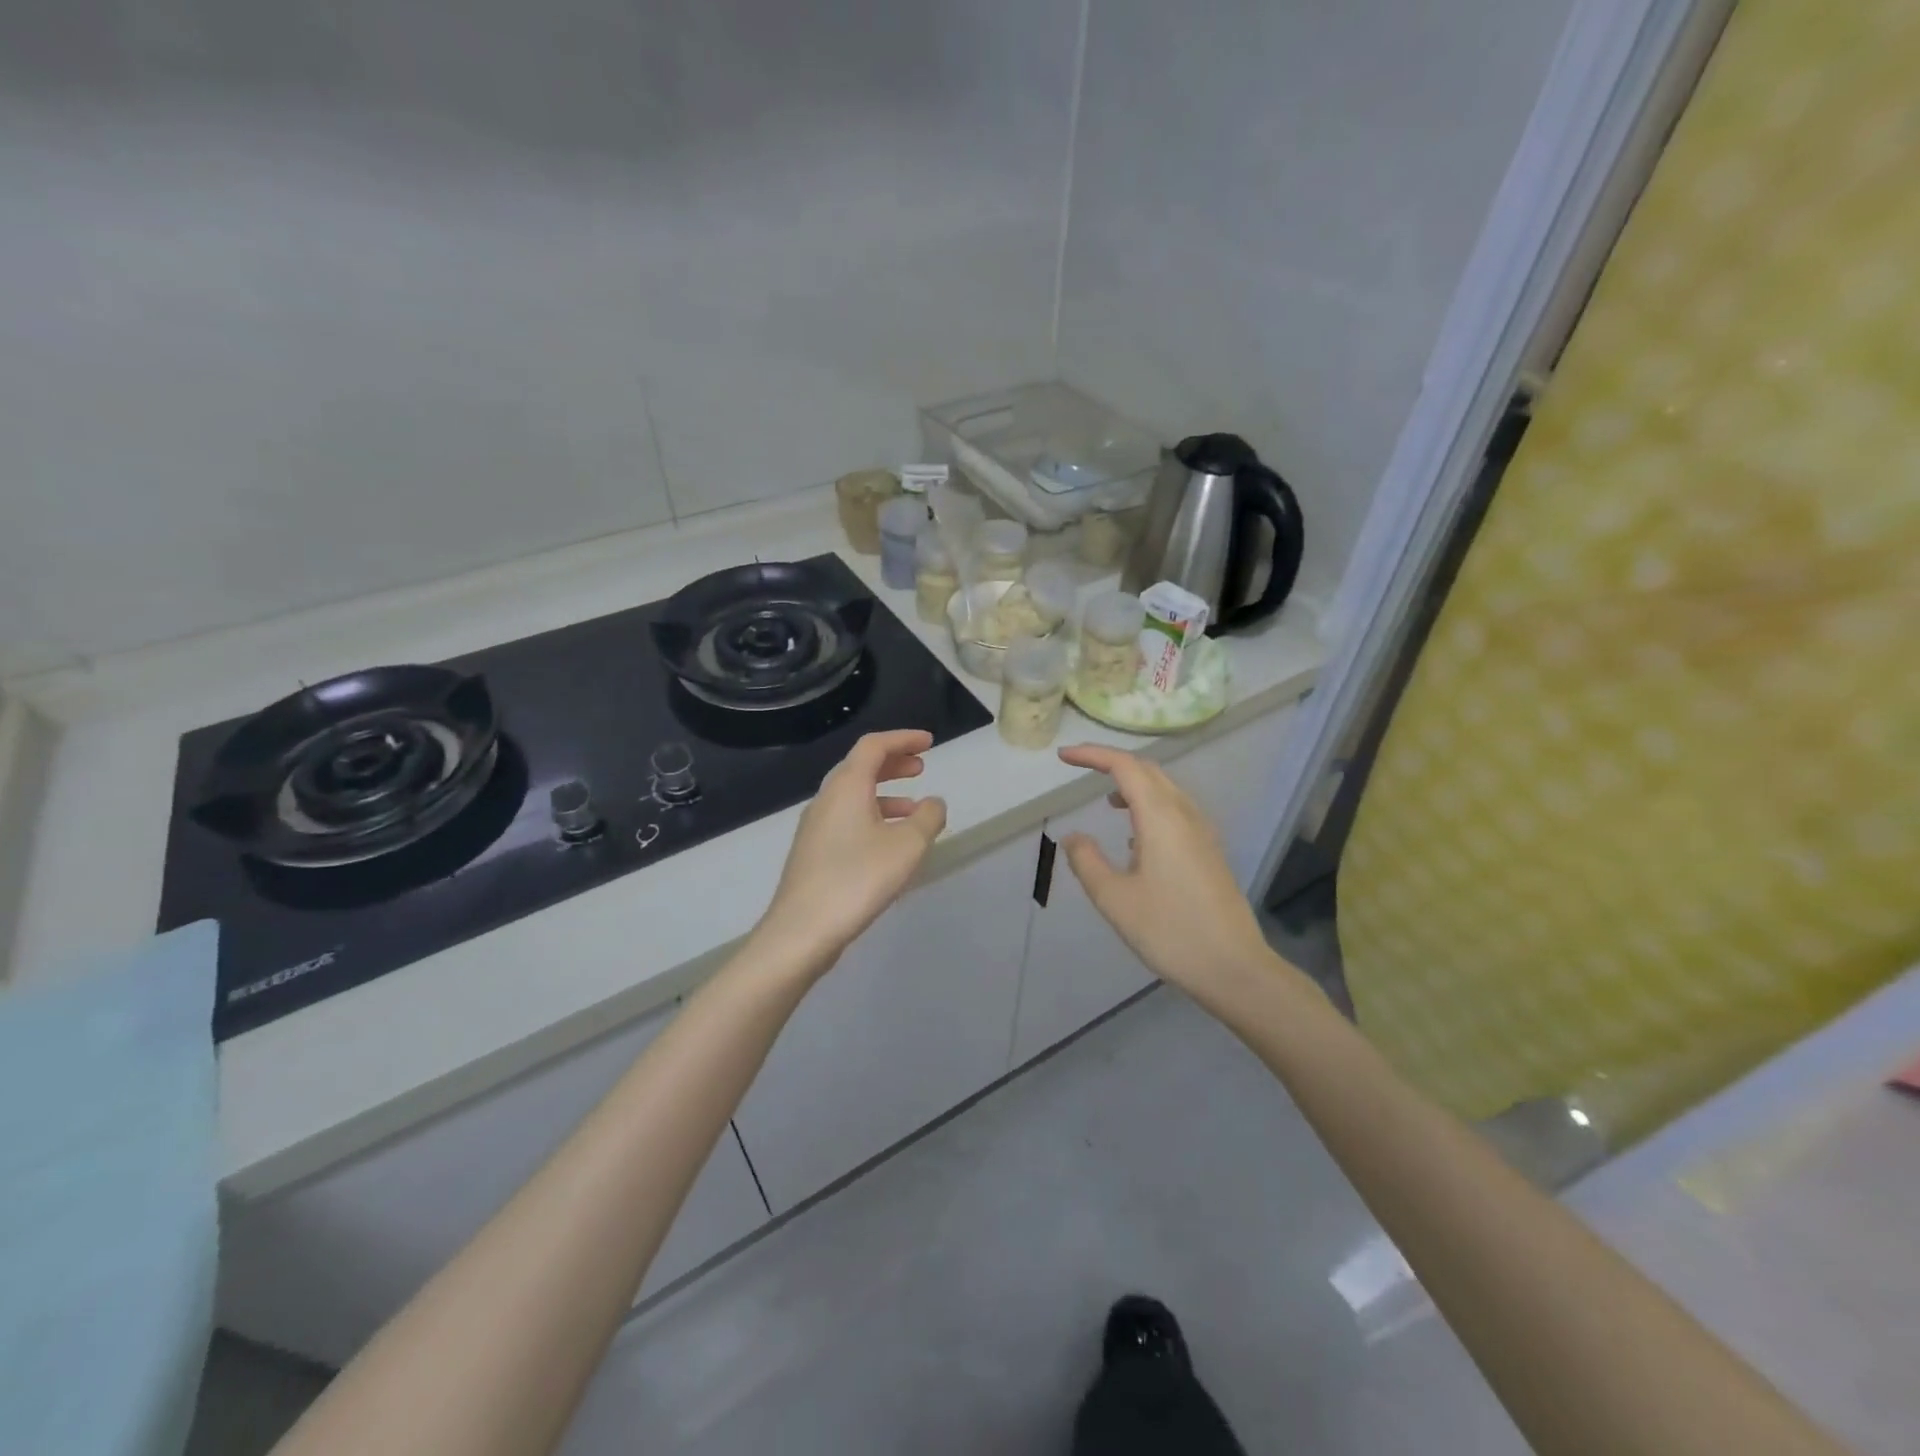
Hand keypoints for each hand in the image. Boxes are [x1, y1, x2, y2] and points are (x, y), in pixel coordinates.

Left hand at [755, 730, 947, 977]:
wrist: (802, 930)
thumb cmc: (858, 879)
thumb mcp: (907, 846)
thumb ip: (928, 818)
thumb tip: (934, 803)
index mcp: (846, 787)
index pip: (874, 746)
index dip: (903, 739)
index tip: (930, 742)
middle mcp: (827, 799)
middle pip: (860, 767)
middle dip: (893, 763)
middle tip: (922, 767)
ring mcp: (816, 827)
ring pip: (854, 796)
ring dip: (886, 794)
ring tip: (916, 811)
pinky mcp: (814, 852)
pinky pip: (848, 819)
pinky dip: (873, 817)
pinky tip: (890, 844)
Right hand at [1055, 744, 1275, 999]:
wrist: (1234, 967)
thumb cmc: (1169, 931)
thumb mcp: (1114, 899)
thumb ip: (1087, 861)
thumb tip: (1073, 837)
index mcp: (1161, 817)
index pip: (1125, 767)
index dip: (1092, 755)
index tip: (1063, 757)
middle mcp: (1185, 815)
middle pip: (1149, 771)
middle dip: (1113, 764)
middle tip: (1081, 770)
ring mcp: (1203, 833)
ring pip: (1166, 790)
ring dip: (1134, 785)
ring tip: (1107, 803)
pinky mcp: (1210, 851)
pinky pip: (1177, 811)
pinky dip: (1151, 807)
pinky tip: (1137, 839)